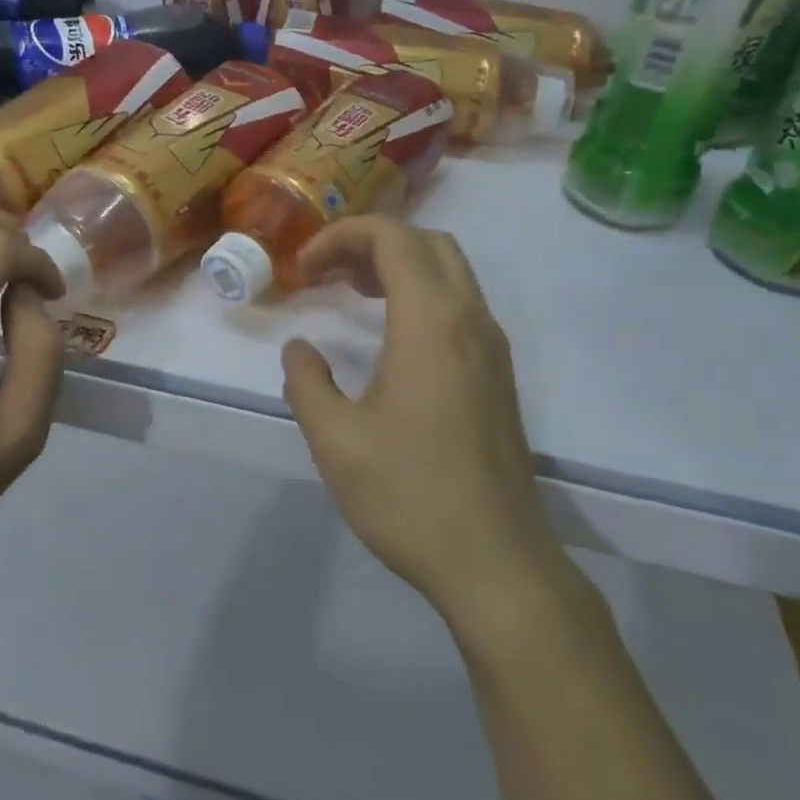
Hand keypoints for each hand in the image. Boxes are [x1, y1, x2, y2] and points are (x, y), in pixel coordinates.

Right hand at [281, 218, 564, 626]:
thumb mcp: (335, 440)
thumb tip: (300, 350)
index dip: (342, 236)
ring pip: (450, 271)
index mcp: (431, 322)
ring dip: (399, 265)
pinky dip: (422, 293)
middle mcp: (470, 320)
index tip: (305, 268)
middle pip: (427, 242)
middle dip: (372, 242)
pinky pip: (461, 304)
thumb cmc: (410, 496)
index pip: (393, 237)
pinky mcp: (499, 374)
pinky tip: (390, 335)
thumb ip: (307, 383)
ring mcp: (492, 347)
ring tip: (351, 292)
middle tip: (328, 272)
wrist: (497, 564)